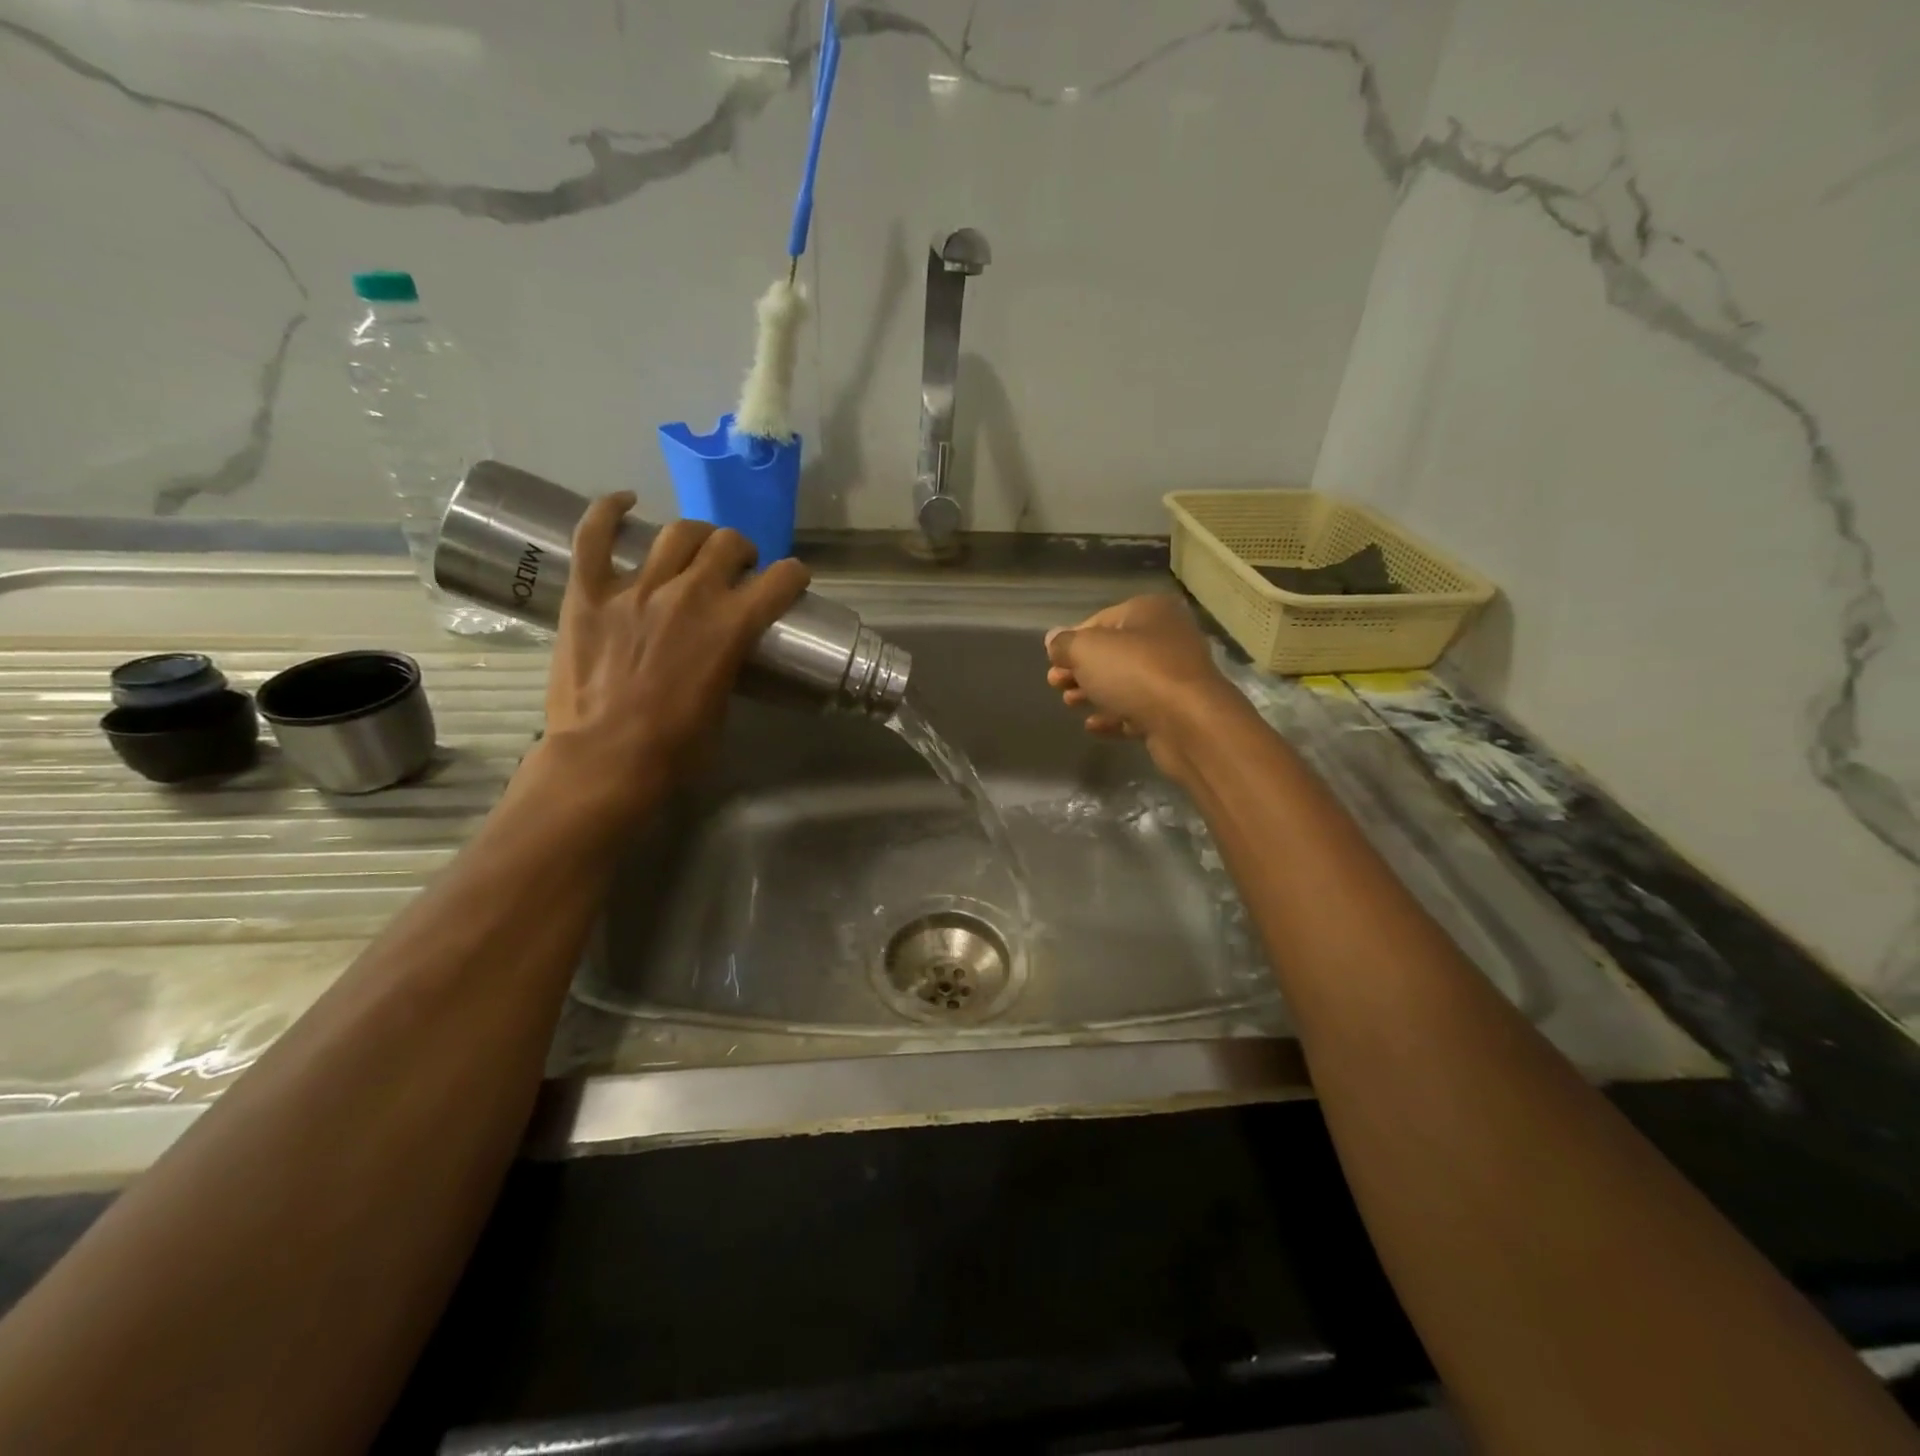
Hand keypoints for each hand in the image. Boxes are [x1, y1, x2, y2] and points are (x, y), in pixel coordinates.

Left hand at [538, 493, 808, 818]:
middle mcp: (690, 594)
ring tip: (694, 549)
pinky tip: (625, 502)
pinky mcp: (589, 592)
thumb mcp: (723, 705)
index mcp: (732, 626)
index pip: (781, 580)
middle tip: (736, 569)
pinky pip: (595, 535)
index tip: (791, 580)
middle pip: (728, 543)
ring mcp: (636, 587)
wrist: (606, 761)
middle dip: (741, 552)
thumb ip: (728, 663)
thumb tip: (721, 652)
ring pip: (677, 532)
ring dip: (696, 536)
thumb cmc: (675, 749)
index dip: (792, 576)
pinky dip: (609, 511)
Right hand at [1044, 594, 1245, 779]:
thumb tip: (1053, 640)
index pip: (1101, 620)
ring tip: (1070, 704)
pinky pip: (1138, 709)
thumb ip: (1064, 644)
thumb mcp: (1087, 650)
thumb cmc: (1136, 672)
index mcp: (1150, 611)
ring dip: (1094, 693)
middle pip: (1113, 652)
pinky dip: (1115, 715)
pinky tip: (1093, 726)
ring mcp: (1175, 676)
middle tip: (1055, 684)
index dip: (1072, 640)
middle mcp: (1167, 638)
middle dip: (1080, 669)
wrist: (1189, 723)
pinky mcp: (1176, 711)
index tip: (1052, 662)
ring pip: (1125, 682)